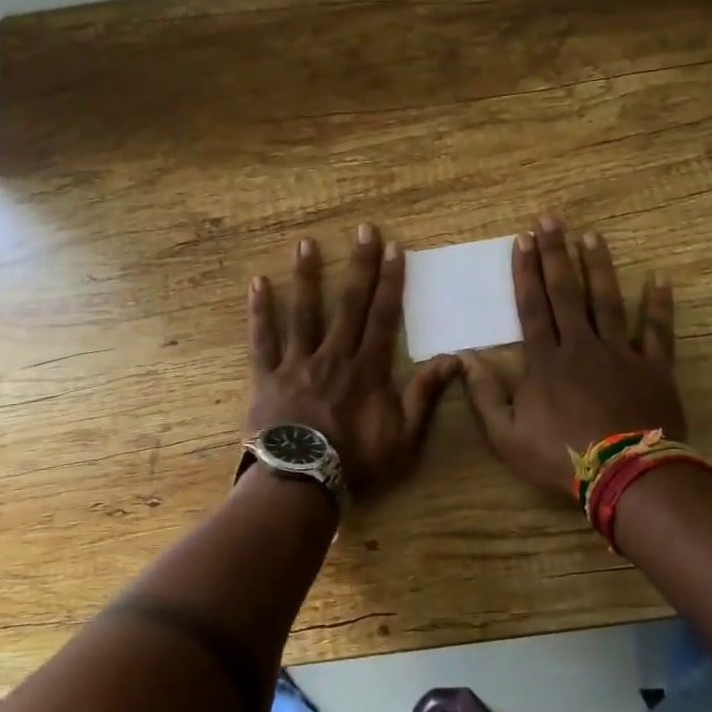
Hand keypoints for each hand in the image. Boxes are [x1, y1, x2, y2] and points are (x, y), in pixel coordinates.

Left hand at [246, 225, 460, 499]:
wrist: (301, 483)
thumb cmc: (356, 461)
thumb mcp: (403, 436)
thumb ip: (424, 395)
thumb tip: (454, 359)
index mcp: (367, 368)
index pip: (384, 316)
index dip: (391, 281)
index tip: (394, 248)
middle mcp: (334, 355)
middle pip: (349, 303)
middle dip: (358, 265)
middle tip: (362, 229)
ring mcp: (298, 363)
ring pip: (304, 312)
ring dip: (307, 276)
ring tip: (307, 244)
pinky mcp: (267, 376)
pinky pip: (262, 339)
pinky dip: (260, 311)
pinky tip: (258, 282)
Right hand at [462, 217, 685, 498]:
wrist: (625, 477)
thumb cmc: (561, 457)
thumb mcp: (506, 436)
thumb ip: (484, 395)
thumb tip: (465, 358)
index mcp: (546, 361)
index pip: (532, 306)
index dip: (525, 271)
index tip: (522, 239)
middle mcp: (581, 346)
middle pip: (567, 292)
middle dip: (556, 253)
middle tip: (551, 219)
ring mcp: (620, 354)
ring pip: (608, 300)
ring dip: (599, 266)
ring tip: (592, 236)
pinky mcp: (653, 368)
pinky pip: (657, 331)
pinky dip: (659, 305)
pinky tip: (659, 278)